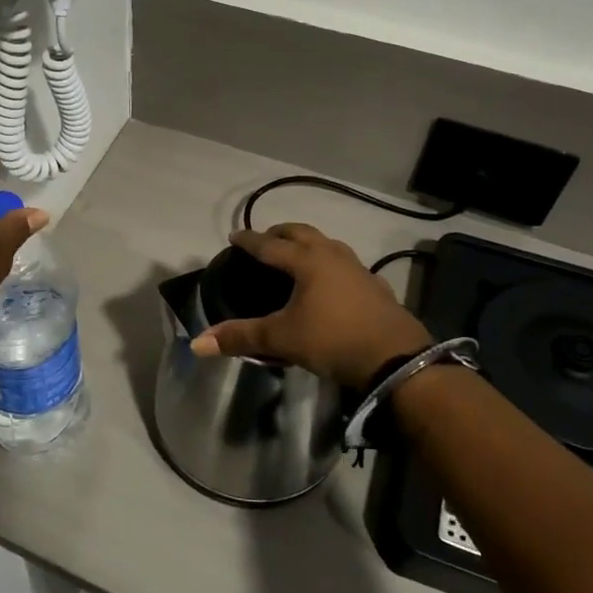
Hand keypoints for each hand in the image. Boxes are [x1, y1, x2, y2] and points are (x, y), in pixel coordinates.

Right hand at [188, 224, 429, 386]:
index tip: (234, 236)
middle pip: (302, 233)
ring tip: (296, 256)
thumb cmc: (333, 340)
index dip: (249, 240)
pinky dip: (329, 264)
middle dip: (280, 233)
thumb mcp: (282, 339)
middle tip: (264, 241)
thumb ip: (241, 337)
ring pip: (327, 244)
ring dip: (307, 244)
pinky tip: (329, 282)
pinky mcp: (375, 286)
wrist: (395, 359)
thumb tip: (197, 344)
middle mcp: (332, 255)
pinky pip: (345, 264)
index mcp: (307, 261)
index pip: (269, 244)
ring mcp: (358, 268)